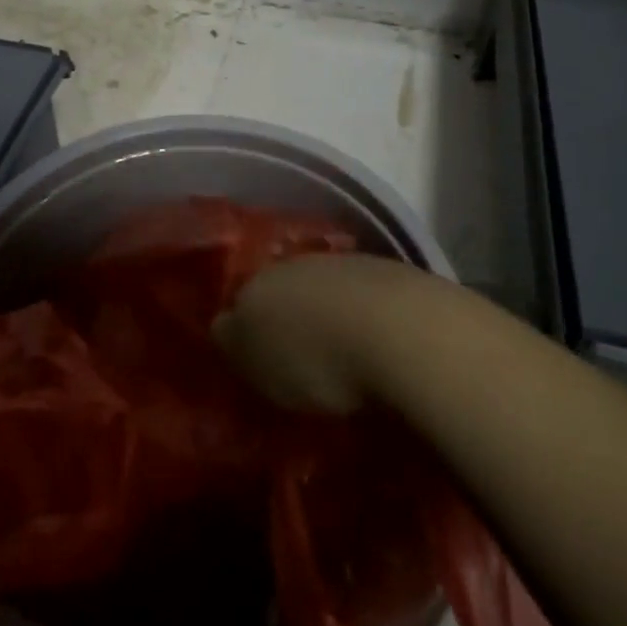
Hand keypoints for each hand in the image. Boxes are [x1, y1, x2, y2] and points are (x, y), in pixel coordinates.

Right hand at [213, 254, 436, 414]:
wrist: (402, 330)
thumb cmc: (314, 353)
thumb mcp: (255, 360)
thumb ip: (233, 340)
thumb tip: (224, 326)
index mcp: (262, 278)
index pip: (242, 297)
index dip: (243, 324)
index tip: (249, 354)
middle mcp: (303, 262)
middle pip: (286, 291)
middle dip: (287, 319)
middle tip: (292, 362)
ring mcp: (352, 267)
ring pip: (327, 293)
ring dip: (327, 319)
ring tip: (336, 363)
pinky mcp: (395, 281)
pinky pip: (364, 305)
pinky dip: (363, 324)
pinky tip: (371, 353)